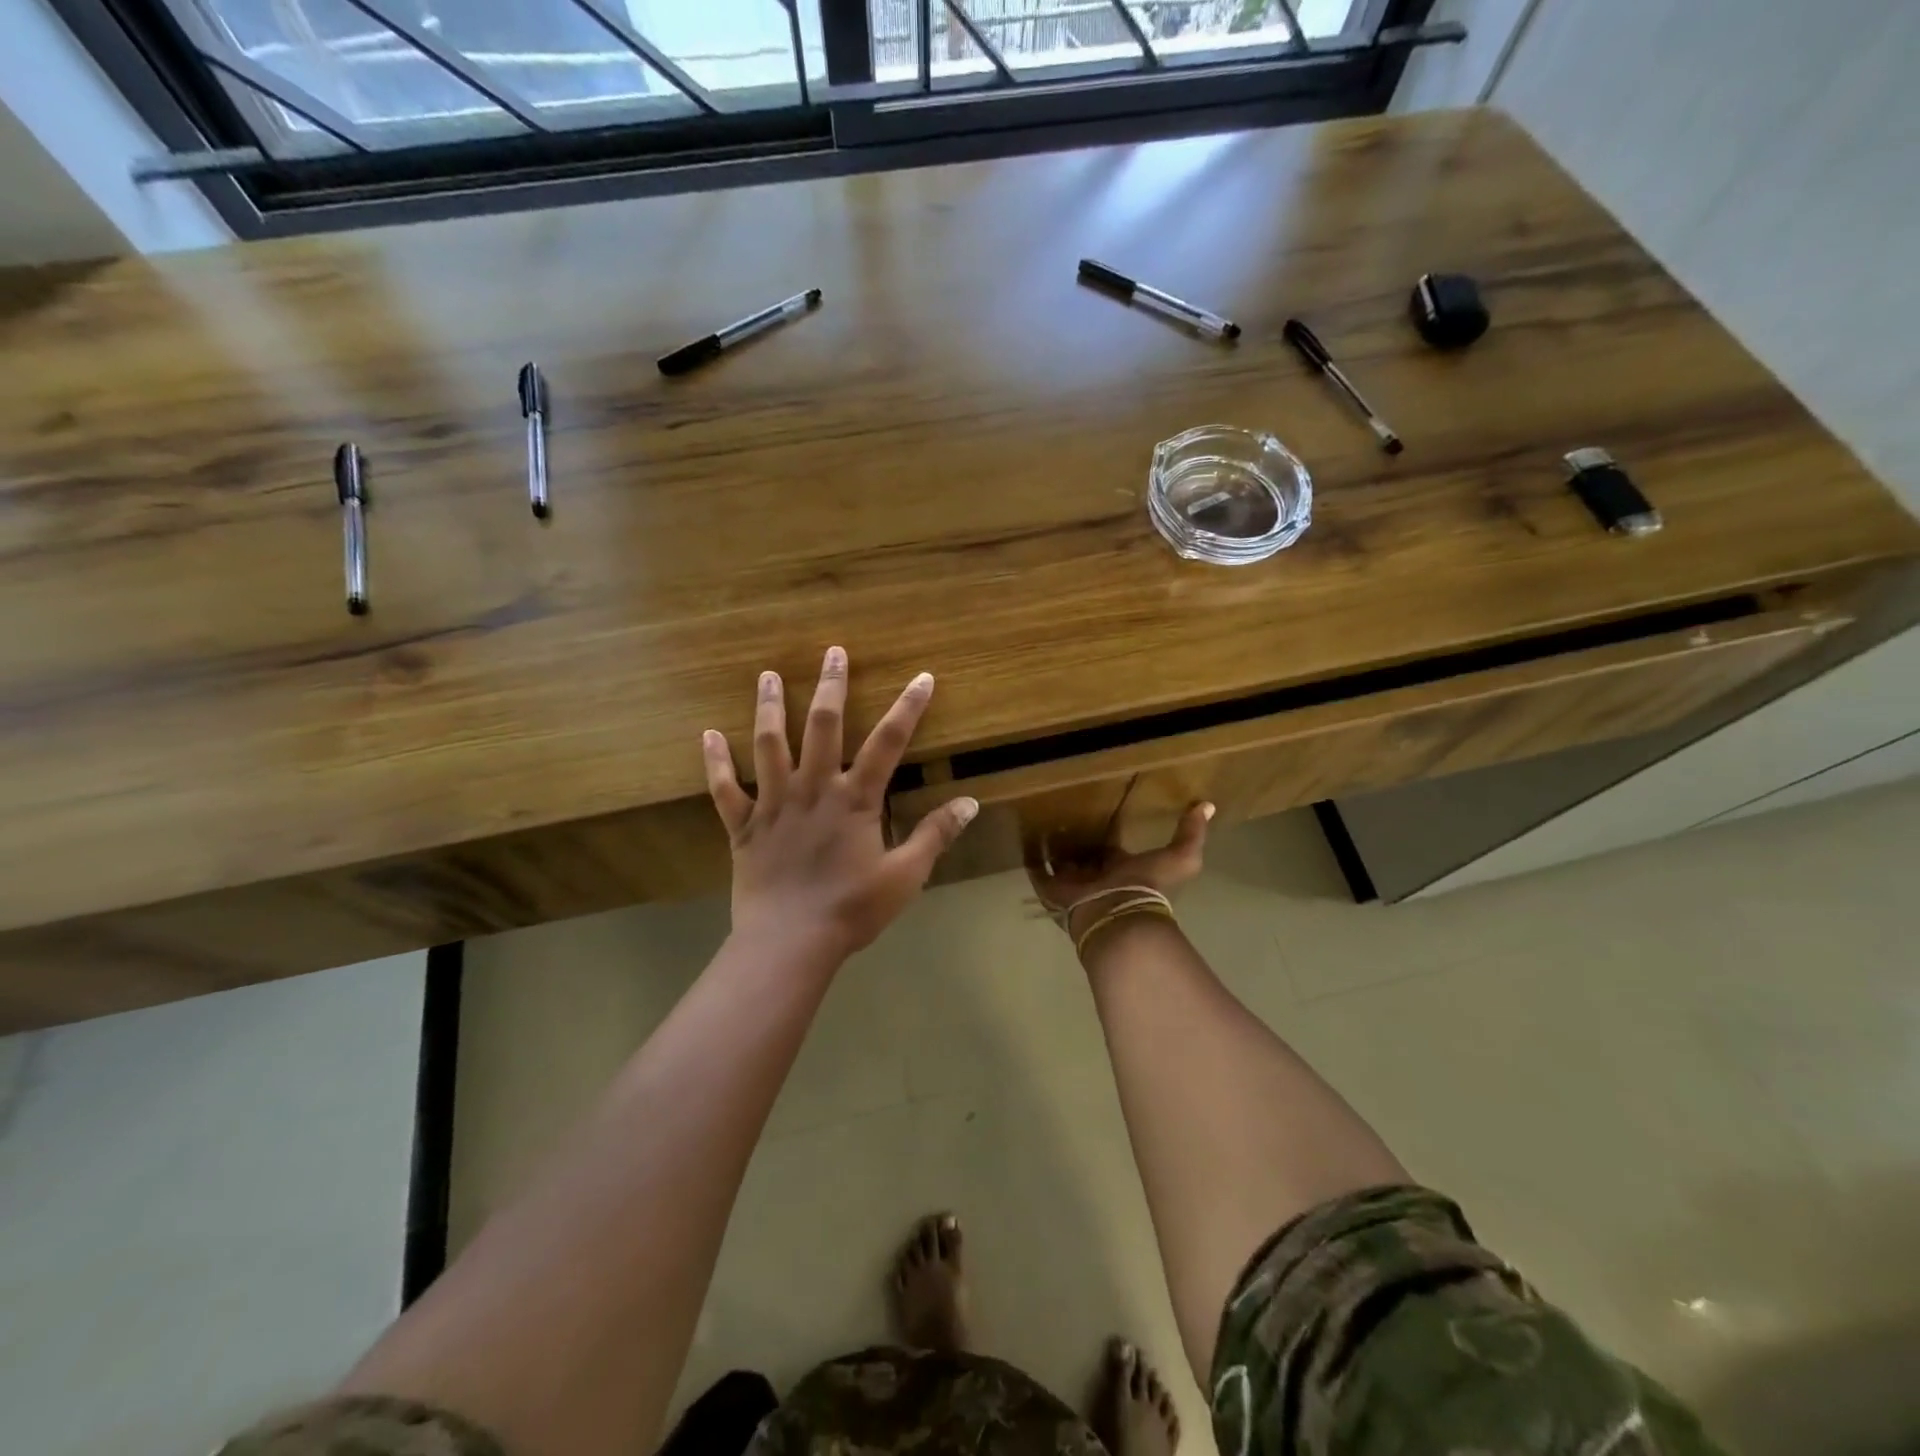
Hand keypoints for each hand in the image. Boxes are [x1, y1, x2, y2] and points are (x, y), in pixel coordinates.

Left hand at [702, 647, 977, 959]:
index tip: (923, 678)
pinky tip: (708, 735)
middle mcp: (813, 789)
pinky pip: (724, 789)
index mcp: (855, 799)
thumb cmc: (852, 909)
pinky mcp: (743, 826)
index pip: (888, 743)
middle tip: (832, 653)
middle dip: (831, 687)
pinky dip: (715, 762)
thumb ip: (936, 835)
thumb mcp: (905, 875)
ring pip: (769, 745)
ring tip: (768, 675)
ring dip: (769, 707)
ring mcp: (774, 804)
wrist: (789, 943)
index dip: (908, 708)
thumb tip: (971, 803)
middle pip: (822, 727)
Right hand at [1026, 804, 1213, 943]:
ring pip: (1061, 862)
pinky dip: (1032, 862)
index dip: (1106, 833)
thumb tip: (1207, 805)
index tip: (1096, 811)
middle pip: (1084, 855)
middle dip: (1077, 840)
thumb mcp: (1180, 857)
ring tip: (1039, 821)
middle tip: (1063, 812)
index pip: (1110, 848)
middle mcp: (1097, 876)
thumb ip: (1191, 834)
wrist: (1118, 916)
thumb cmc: (1147, 886)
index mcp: (1122, 868)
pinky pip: (1038, 874)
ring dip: (1054, 847)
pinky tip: (1025, 842)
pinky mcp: (1053, 891)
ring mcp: (1074, 884)